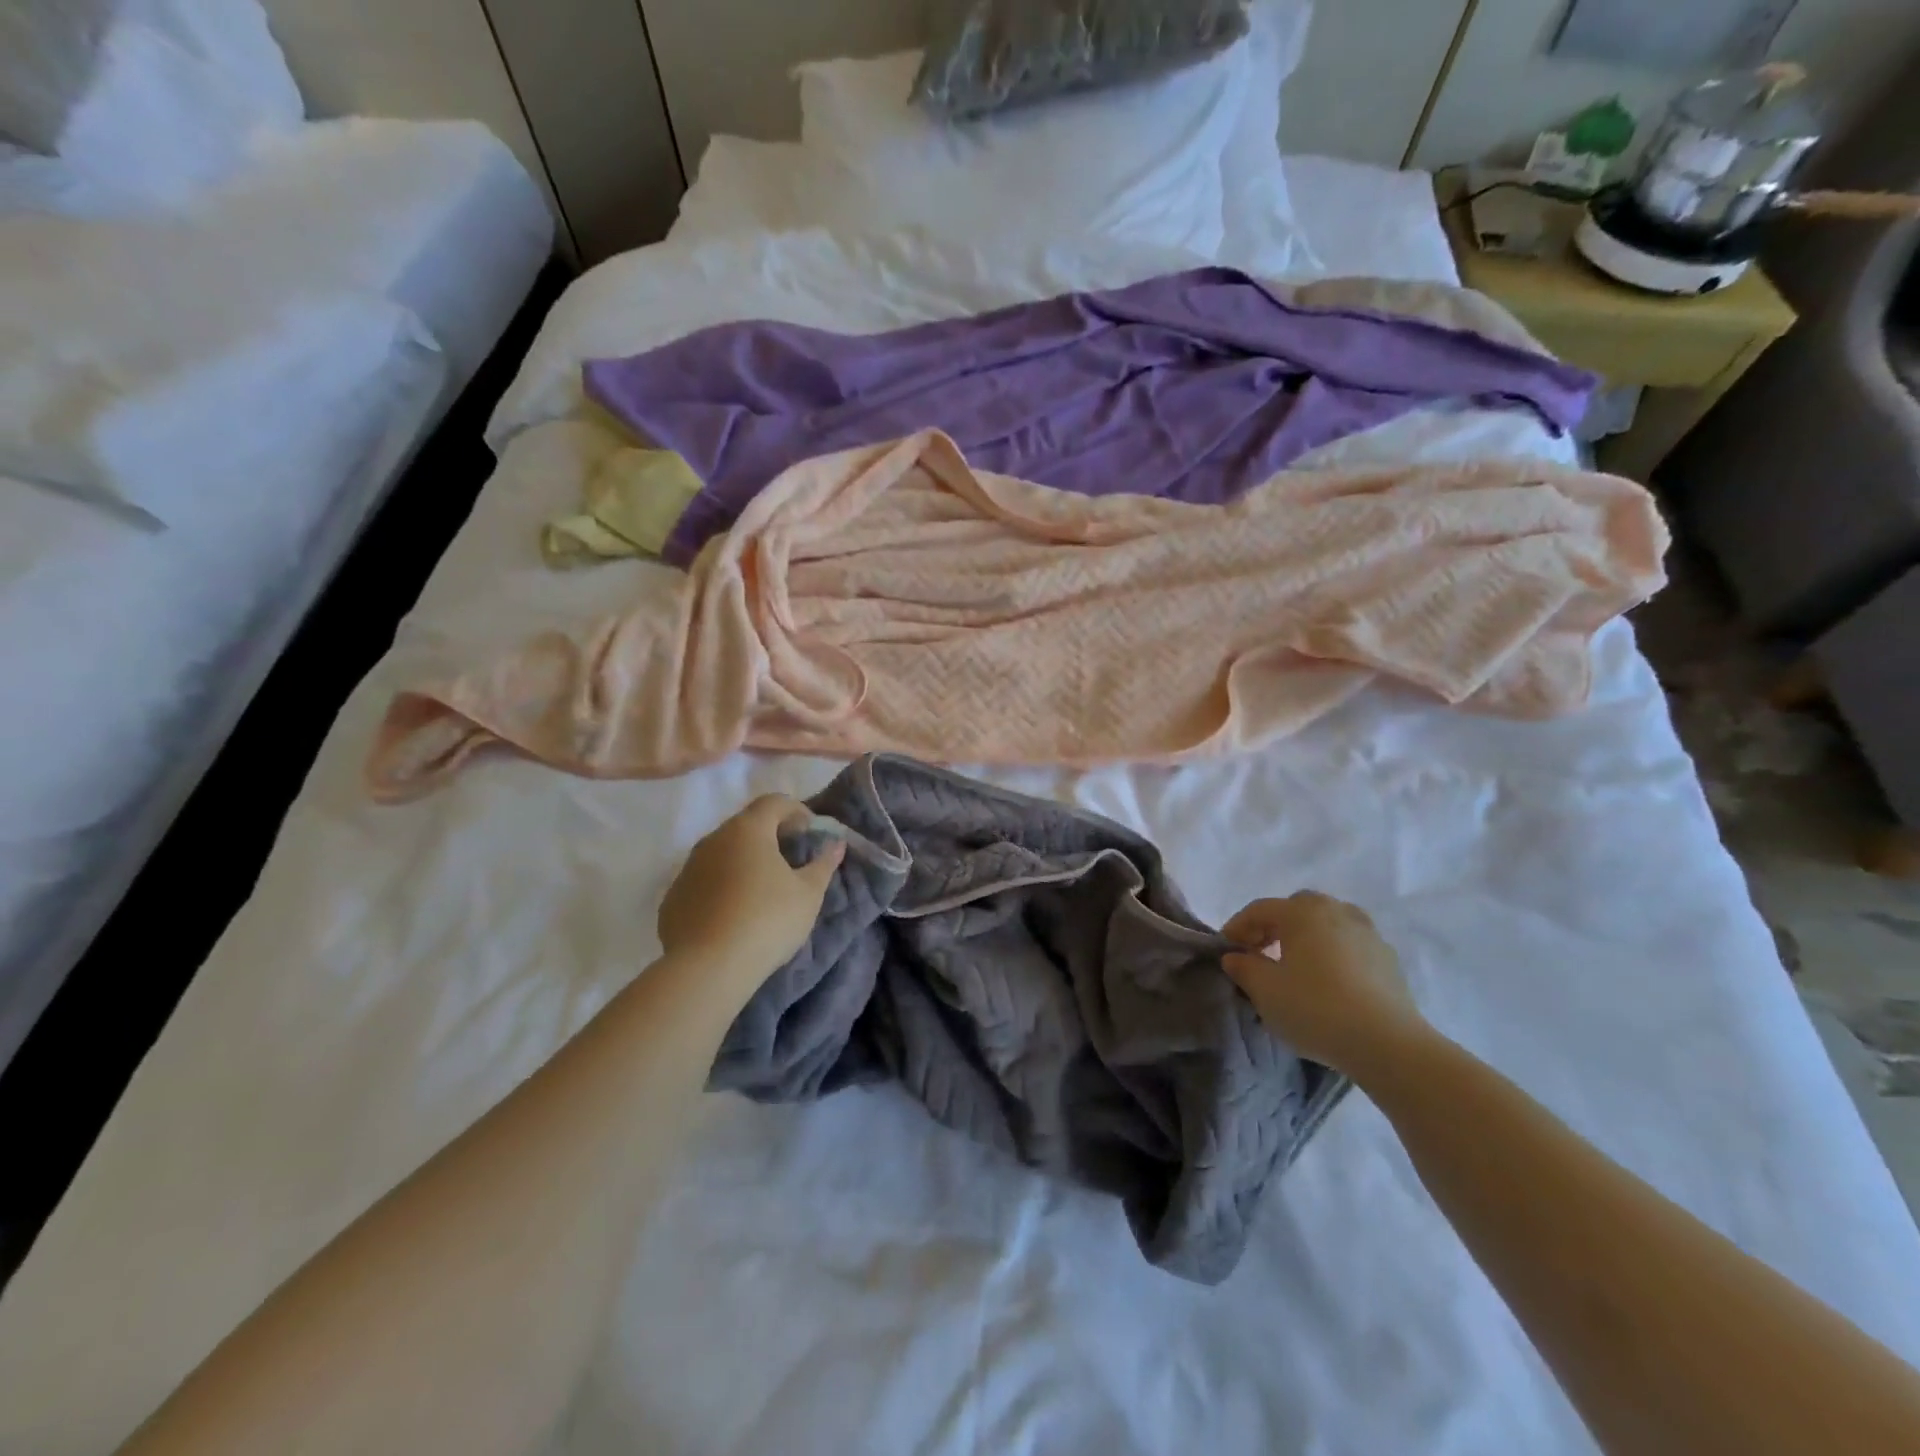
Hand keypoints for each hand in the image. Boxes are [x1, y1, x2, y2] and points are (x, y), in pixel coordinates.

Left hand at [658, 795, 844, 984]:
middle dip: (770, 835)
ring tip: (763, 889)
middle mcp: (713, 840)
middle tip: (791, 858)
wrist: (707, 968)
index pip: (774, 802)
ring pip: (722, 853)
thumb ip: (823, 864)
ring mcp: (688, 868)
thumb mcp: (808, 894)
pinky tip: (733, 914)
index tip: (810, 832)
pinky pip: (704, 881)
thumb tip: (836, 844)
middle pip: (745, 825)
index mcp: (748, 830)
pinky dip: (721, 886)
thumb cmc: (767, 920)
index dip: (796, 810)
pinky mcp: (673, 898)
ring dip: (743, 861)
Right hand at [1220, 892, 1427, 1076]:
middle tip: (1260, 953)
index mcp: (1302, 912)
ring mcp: (1367, 933)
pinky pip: (1350, 944)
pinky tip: (1329, 981)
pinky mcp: (1389, 959)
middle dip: (1274, 926)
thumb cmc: (1316, 1009)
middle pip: (1296, 908)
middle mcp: (1336, 911)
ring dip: (1307, 936)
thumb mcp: (1265, 991)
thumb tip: (1236, 956)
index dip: (1237, 927)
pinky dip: (1333, 952)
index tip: (1226, 952)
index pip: (1259, 910)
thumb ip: (1244, 968)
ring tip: (1297, 965)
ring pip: (1328, 922)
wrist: (1388, 1044)